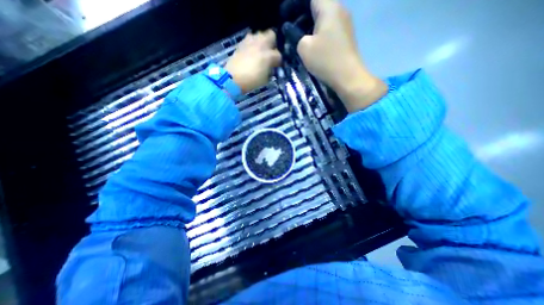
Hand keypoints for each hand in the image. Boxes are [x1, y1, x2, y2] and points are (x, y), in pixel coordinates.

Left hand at [227, 30, 281, 94]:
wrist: (233, 78)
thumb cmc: (251, 81)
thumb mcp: (265, 79)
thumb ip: (270, 70)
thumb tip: (271, 66)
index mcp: (268, 55)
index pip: (278, 55)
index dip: (278, 61)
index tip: (276, 65)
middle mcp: (260, 44)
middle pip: (271, 35)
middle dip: (272, 43)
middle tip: (270, 53)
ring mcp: (250, 42)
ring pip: (260, 34)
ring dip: (262, 41)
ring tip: (260, 51)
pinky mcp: (241, 43)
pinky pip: (250, 39)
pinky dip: (252, 44)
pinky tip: (251, 52)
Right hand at [294, 0, 385, 111]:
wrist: (347, 76)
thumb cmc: (325, 60)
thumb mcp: (304, 48)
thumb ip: (295, 35)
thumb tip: (293, 31)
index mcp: (329, 8)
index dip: (296, 4)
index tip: (286, 15)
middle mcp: (339, 10)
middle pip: (318, 5)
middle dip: (302, 13)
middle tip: (291, 27)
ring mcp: (344, 23)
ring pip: (324, 16)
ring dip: (310, 24)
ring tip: (299, 36)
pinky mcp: (345, 36)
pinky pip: (329, 27)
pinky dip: (318, 31)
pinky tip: (312, 43)